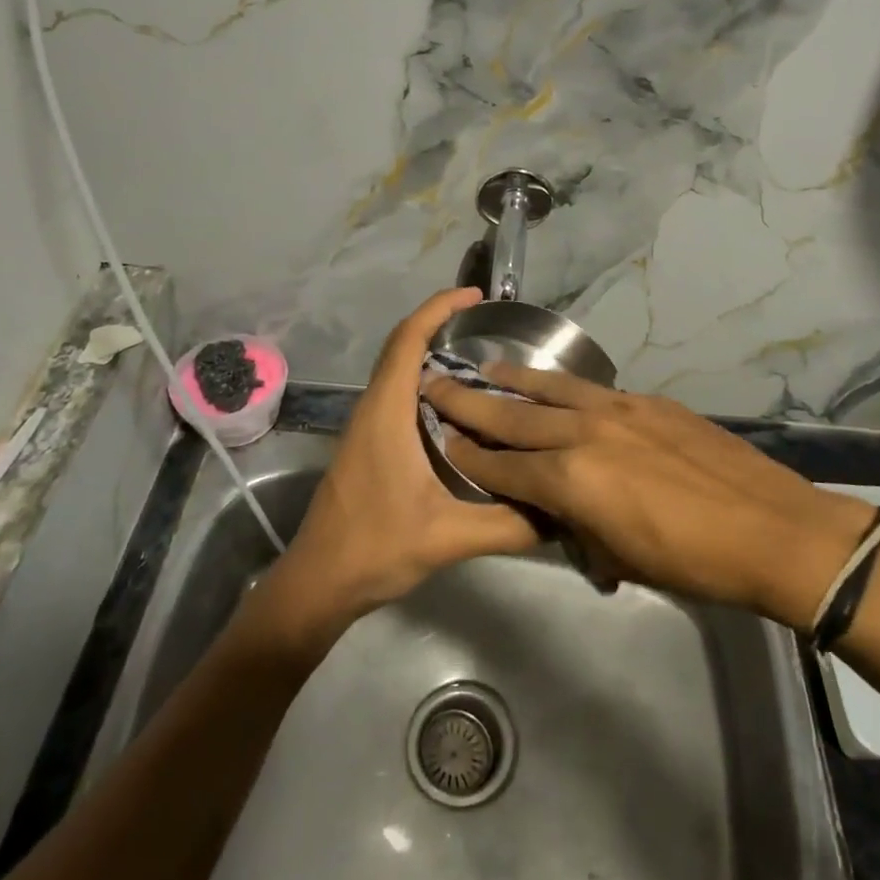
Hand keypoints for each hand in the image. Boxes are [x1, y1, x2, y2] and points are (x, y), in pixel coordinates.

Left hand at [253, 290, 539, 651]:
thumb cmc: (376, 549)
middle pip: (401, 346)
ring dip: (431, 353)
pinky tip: (458, 408)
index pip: (408, 340)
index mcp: (386, 413)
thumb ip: (509, 524)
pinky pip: (396, 394)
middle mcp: (372, 409)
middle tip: (487, 325)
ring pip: (397, 371)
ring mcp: (365, 426)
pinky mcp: (366, 444)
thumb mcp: (449, 537)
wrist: (318, 583)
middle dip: (439, 323)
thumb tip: (561, 511)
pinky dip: (424, 382)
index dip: (438, 308)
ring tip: (480, 360)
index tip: (475, 296)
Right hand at [426, 365, 872, 630]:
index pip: (503, 467)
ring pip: (551, 389)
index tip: (441, 439)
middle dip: (471, 405)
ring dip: (514, 381)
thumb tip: (569, 521)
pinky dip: (562, 387)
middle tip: (436, 386)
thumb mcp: (623, 559)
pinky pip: (591, 389)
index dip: (469, 457)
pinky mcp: (647, 401)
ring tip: (486, 368)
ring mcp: (618, 409)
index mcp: (571, 480)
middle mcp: (584, 433)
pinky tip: (555, 385)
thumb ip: (583, 531)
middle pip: (515, 417)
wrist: (772, 528)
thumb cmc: (693, 562)